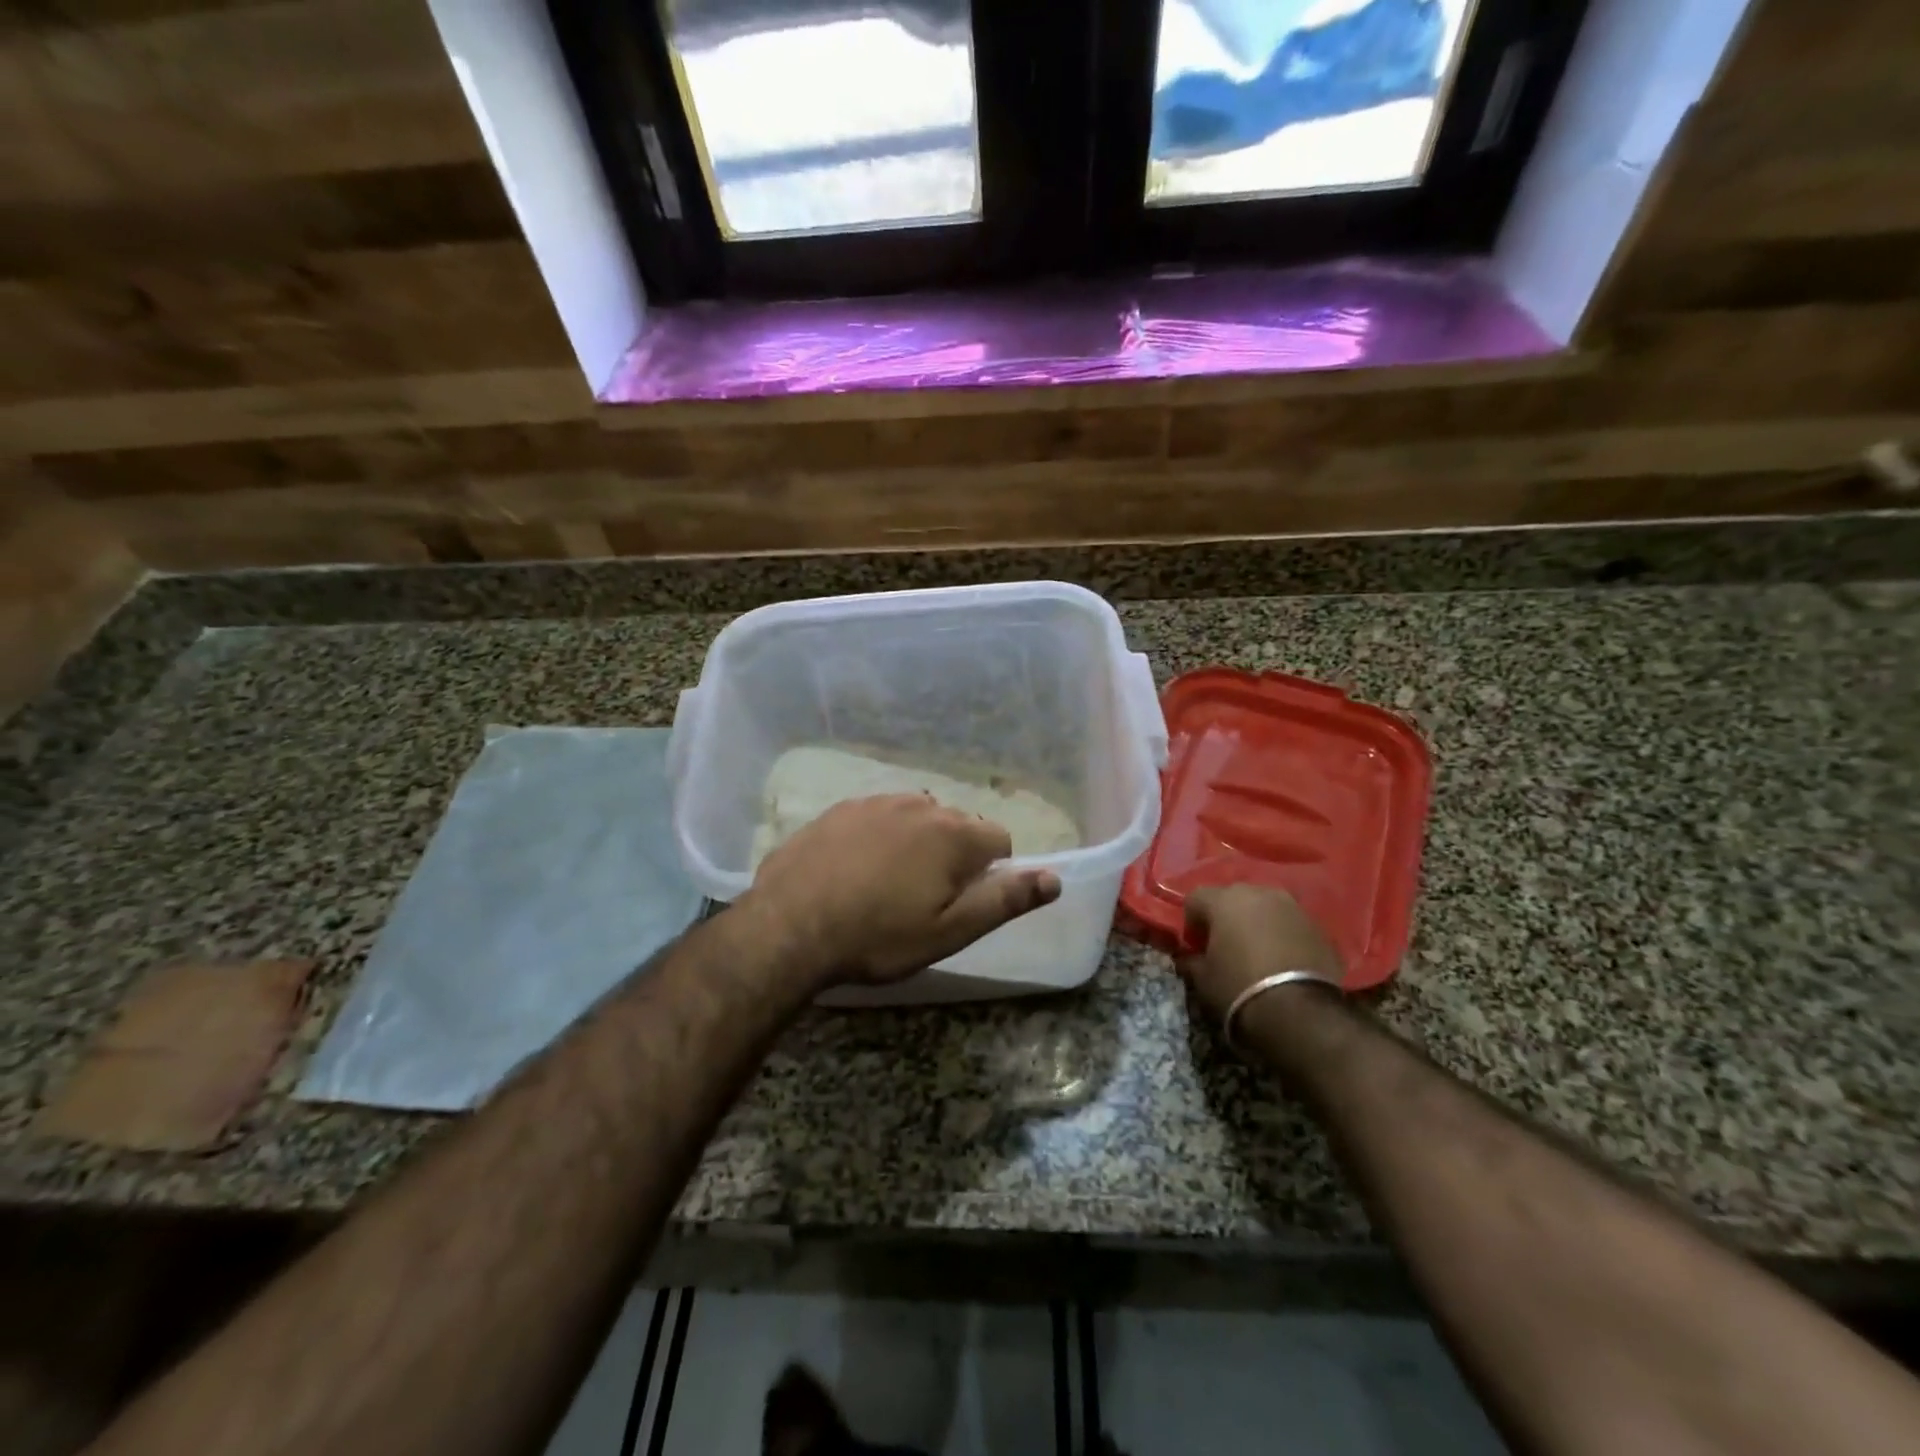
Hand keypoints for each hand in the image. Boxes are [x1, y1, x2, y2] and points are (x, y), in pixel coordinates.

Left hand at [742, 794, 1061, 988]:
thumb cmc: (877, 937)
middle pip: (956, 826)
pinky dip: (877, 837)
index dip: (988, 874)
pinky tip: (852, 870)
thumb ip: (1005, 900)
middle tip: (921, 900)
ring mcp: (874, 802)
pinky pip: (876, 817)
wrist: (788, 928)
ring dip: (914, 843)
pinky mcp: (838, 809)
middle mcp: (919, 805)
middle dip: (951, 856)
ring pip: (915, 818)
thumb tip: (1055, 878)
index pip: (998, 841)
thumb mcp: (949, 931)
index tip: (960, 903)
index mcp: (953, 834)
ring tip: (886, 885)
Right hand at [1176, 885, 1342, 1025]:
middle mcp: (1259, 893)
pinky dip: (1283, 936)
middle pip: (1233, 897)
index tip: (1196, 946)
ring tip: (1258, 953)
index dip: (1192, 921)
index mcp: (1224, 900)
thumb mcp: (1202, 979)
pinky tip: (1283, 961)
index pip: (1196, 898)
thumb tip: (1190, 957)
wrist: (1300, 1012)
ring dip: (1257, 923)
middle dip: (1226, 917)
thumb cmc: (1239, 988)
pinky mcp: (1319, 927)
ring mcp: (1293, 907)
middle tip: (1226, 946)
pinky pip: (1291, 924)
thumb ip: (1192, 960)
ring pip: (1265, 908)